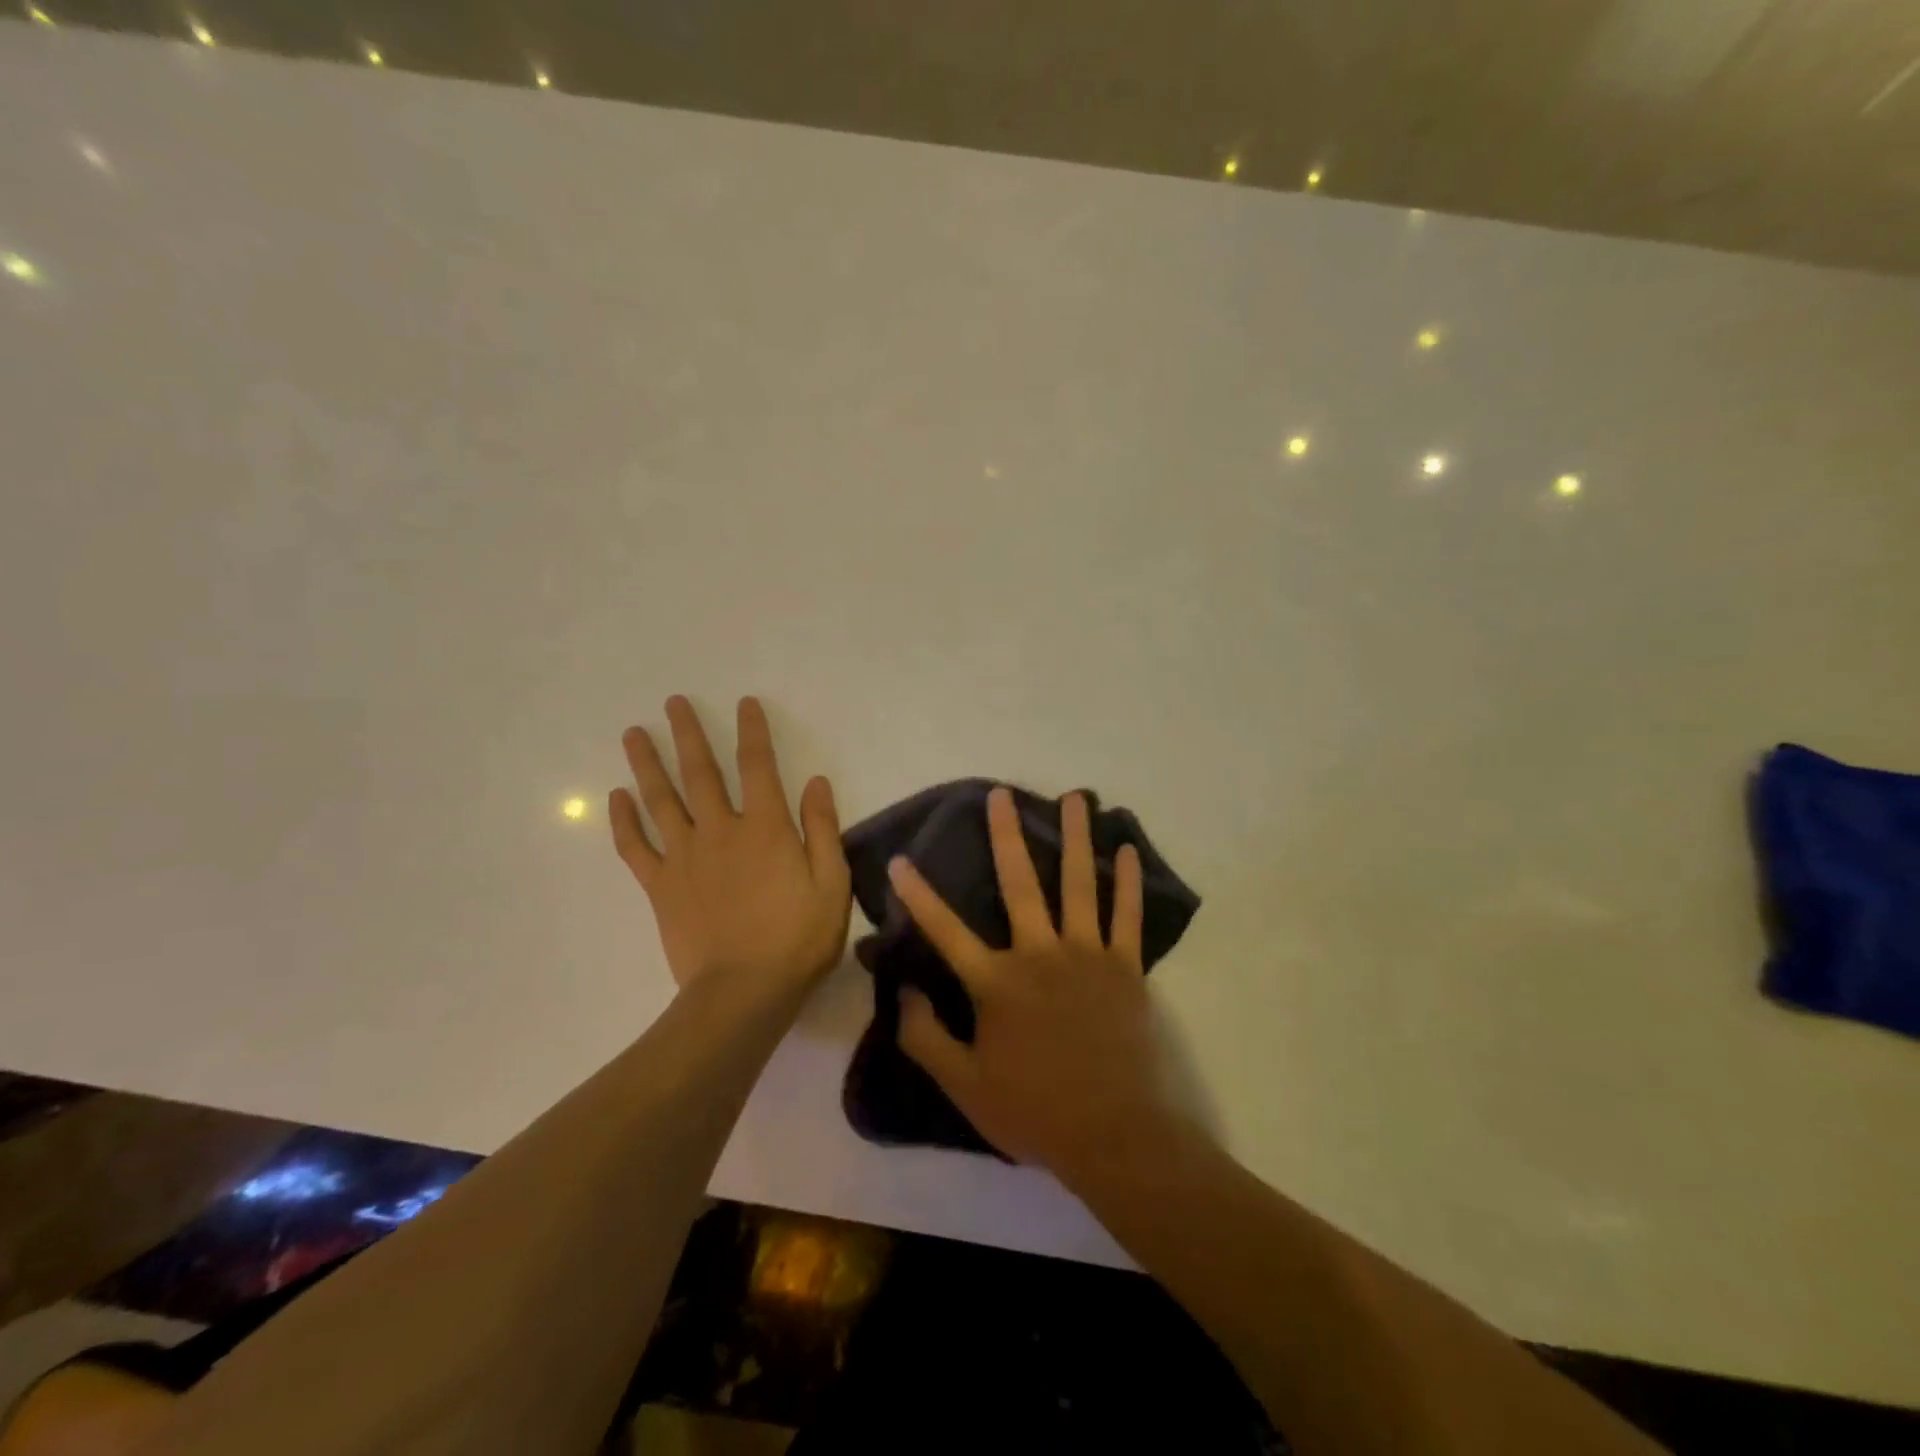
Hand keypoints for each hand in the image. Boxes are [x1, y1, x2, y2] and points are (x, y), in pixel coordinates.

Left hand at [610, 696, 850, 996]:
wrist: (743, 993)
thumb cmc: (797, 939)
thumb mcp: (832, 883)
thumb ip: (822, 829)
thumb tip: (815, 781)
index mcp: (766, 828)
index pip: (758, 766)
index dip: (752, 731)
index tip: (744, 703)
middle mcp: (721, 830)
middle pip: (700, 773)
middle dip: (688, 734)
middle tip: (672, 702)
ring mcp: (684, 857)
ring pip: (661, 800)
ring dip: (646, 764)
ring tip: (632, 733)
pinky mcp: (660, 886)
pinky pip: (636, 847)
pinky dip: (624, 821)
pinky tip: (616, 797)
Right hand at [889, 787, 1178, 1178]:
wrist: (1113, 1134)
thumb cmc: (1033, 1110)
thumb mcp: (963, 1086)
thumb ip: (925, 1037)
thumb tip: (901, 992)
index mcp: (997, 983)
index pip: (946, 931)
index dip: (918, 896)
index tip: (900, 861)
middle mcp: (1040, 954)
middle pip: (1019, 884)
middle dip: (1006, 836)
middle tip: (1001, 795)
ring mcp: (1087, 955)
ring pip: (1079, 884)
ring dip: (1076, 838)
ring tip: (1075, 798)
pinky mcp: (1125, 967)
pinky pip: (1127, 915)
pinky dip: (1128, 882)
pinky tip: (1128, 850)